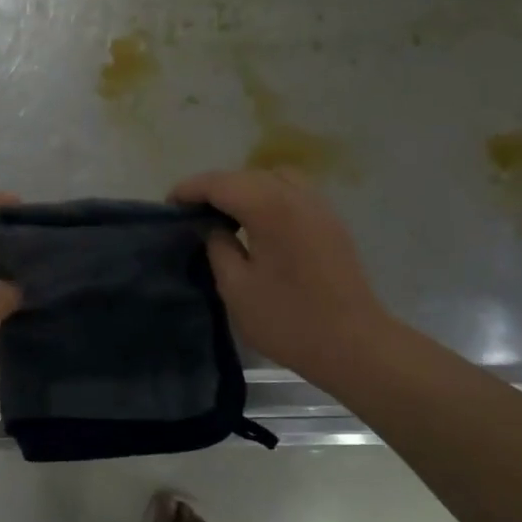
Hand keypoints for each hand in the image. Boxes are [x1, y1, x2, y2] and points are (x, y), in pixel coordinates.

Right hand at [170, 169, 391, 377]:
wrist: (354, 345)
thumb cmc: (288, 319)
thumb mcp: (236, 287)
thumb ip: (217, 247)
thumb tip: (212, 227)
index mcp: (269, 207)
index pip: (219, 183)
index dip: (189, 190)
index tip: (168, 207)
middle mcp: (296, 195)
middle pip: (245, 176)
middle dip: (214, 188)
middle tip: (190, 213)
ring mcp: (319, 206)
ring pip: (272, 179)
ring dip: (243, 189)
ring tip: (224, 216)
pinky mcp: (331, 222)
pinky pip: (292, 193)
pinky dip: (267, 197)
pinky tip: (256, 225)